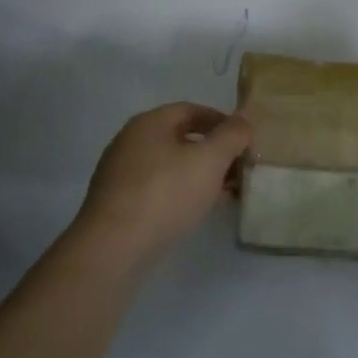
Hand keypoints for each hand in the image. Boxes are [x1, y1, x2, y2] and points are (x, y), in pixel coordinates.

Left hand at [77, 102, 251, 260]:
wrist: (114, 247)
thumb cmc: (165, 194)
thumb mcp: (209, 161)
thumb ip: (231, 136)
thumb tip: (244, 118)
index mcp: (149, 123)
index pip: (190, 110)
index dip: (220, 120)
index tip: (243, 139)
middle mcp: (130, 141)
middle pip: (179, 137)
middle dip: (212, 151)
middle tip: (238, 168)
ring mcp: (120, 173)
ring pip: (169, 165)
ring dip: (198, 174)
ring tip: (224, 193)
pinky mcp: (117, 203)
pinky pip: (156, 187)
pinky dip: (180, 191)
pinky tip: (195, 210)